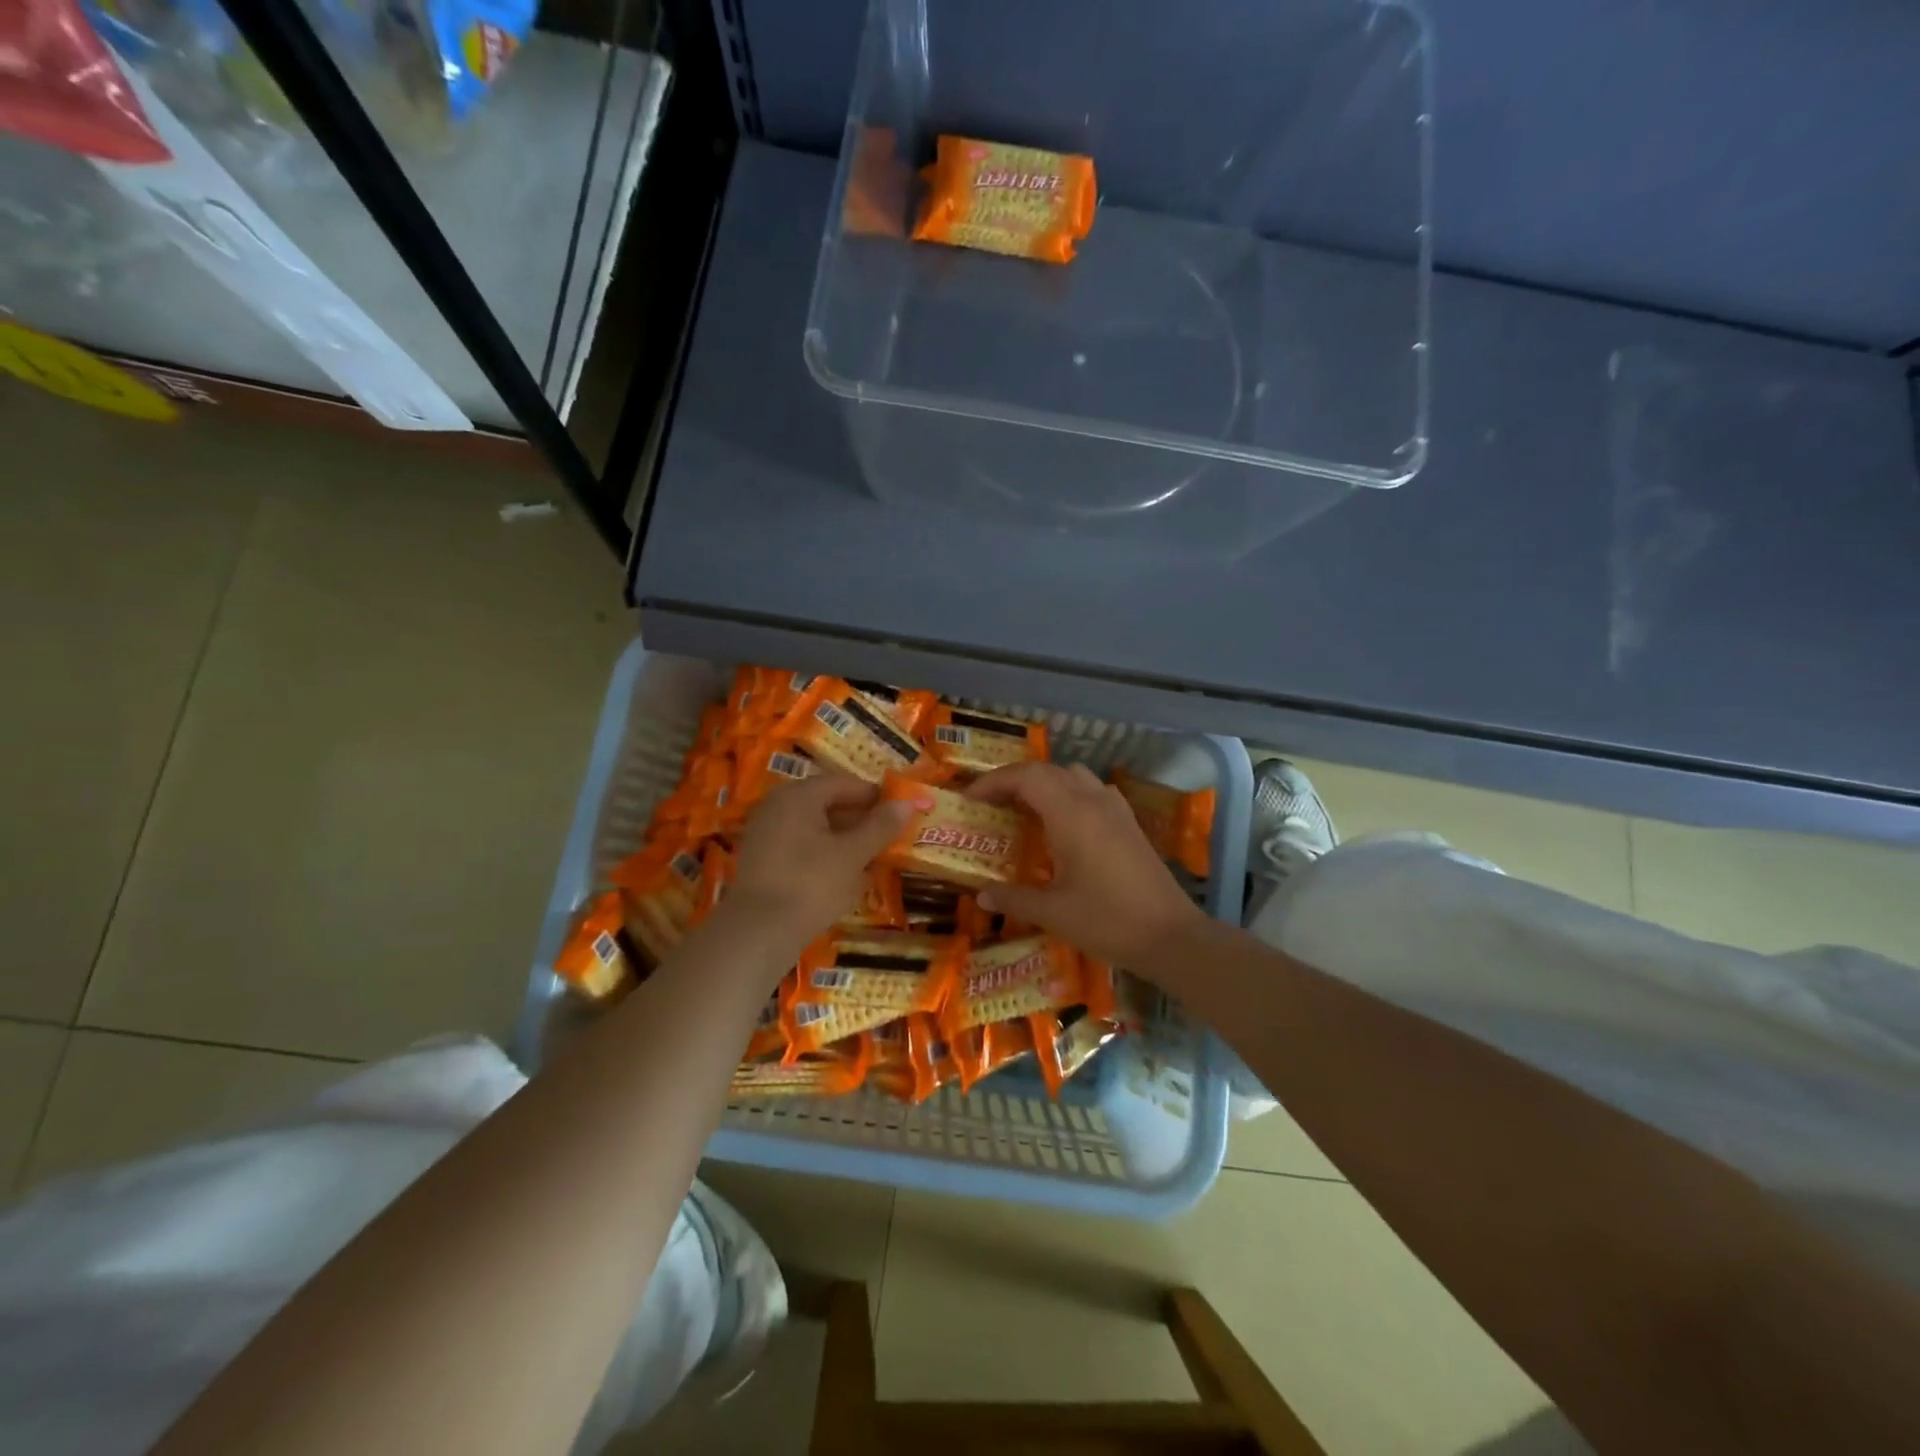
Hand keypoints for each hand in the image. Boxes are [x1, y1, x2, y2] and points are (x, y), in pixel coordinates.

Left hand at [722, 772, 913, 952]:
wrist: (757, 933)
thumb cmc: (811, 885)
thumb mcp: (853, 855)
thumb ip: (880, 826)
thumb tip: (907, 803)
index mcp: (799, 795)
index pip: (845, 783)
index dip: (875, 796)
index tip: (900, 813)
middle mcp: (777, 805)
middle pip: (827, 802)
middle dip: (859, 819)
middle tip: (888, 837)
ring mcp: (765, 832)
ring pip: (813, 826)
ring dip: (843, 838)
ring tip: (870, 858)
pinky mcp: (760, 859)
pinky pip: (799, 845)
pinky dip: (823, 853)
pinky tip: (841, 874)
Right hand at [966, 762, 1206, 967]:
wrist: (1170, 936)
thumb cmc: (1107, 921)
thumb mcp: (1053, 913)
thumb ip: (1013, 898)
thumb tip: (982, 895)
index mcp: (1071, 814)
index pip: (1025, 777)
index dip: (993, 781)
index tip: (971, 799)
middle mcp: (1093, 800)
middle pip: (1047, 771)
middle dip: (1014, 781)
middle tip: (990, 804)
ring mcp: (1116, 809)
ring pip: (1073, 775)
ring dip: (1044, 783)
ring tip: (1023, 809)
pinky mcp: (1129, 823)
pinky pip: (1092, 790)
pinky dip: (1069, 794)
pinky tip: (1063, 824)